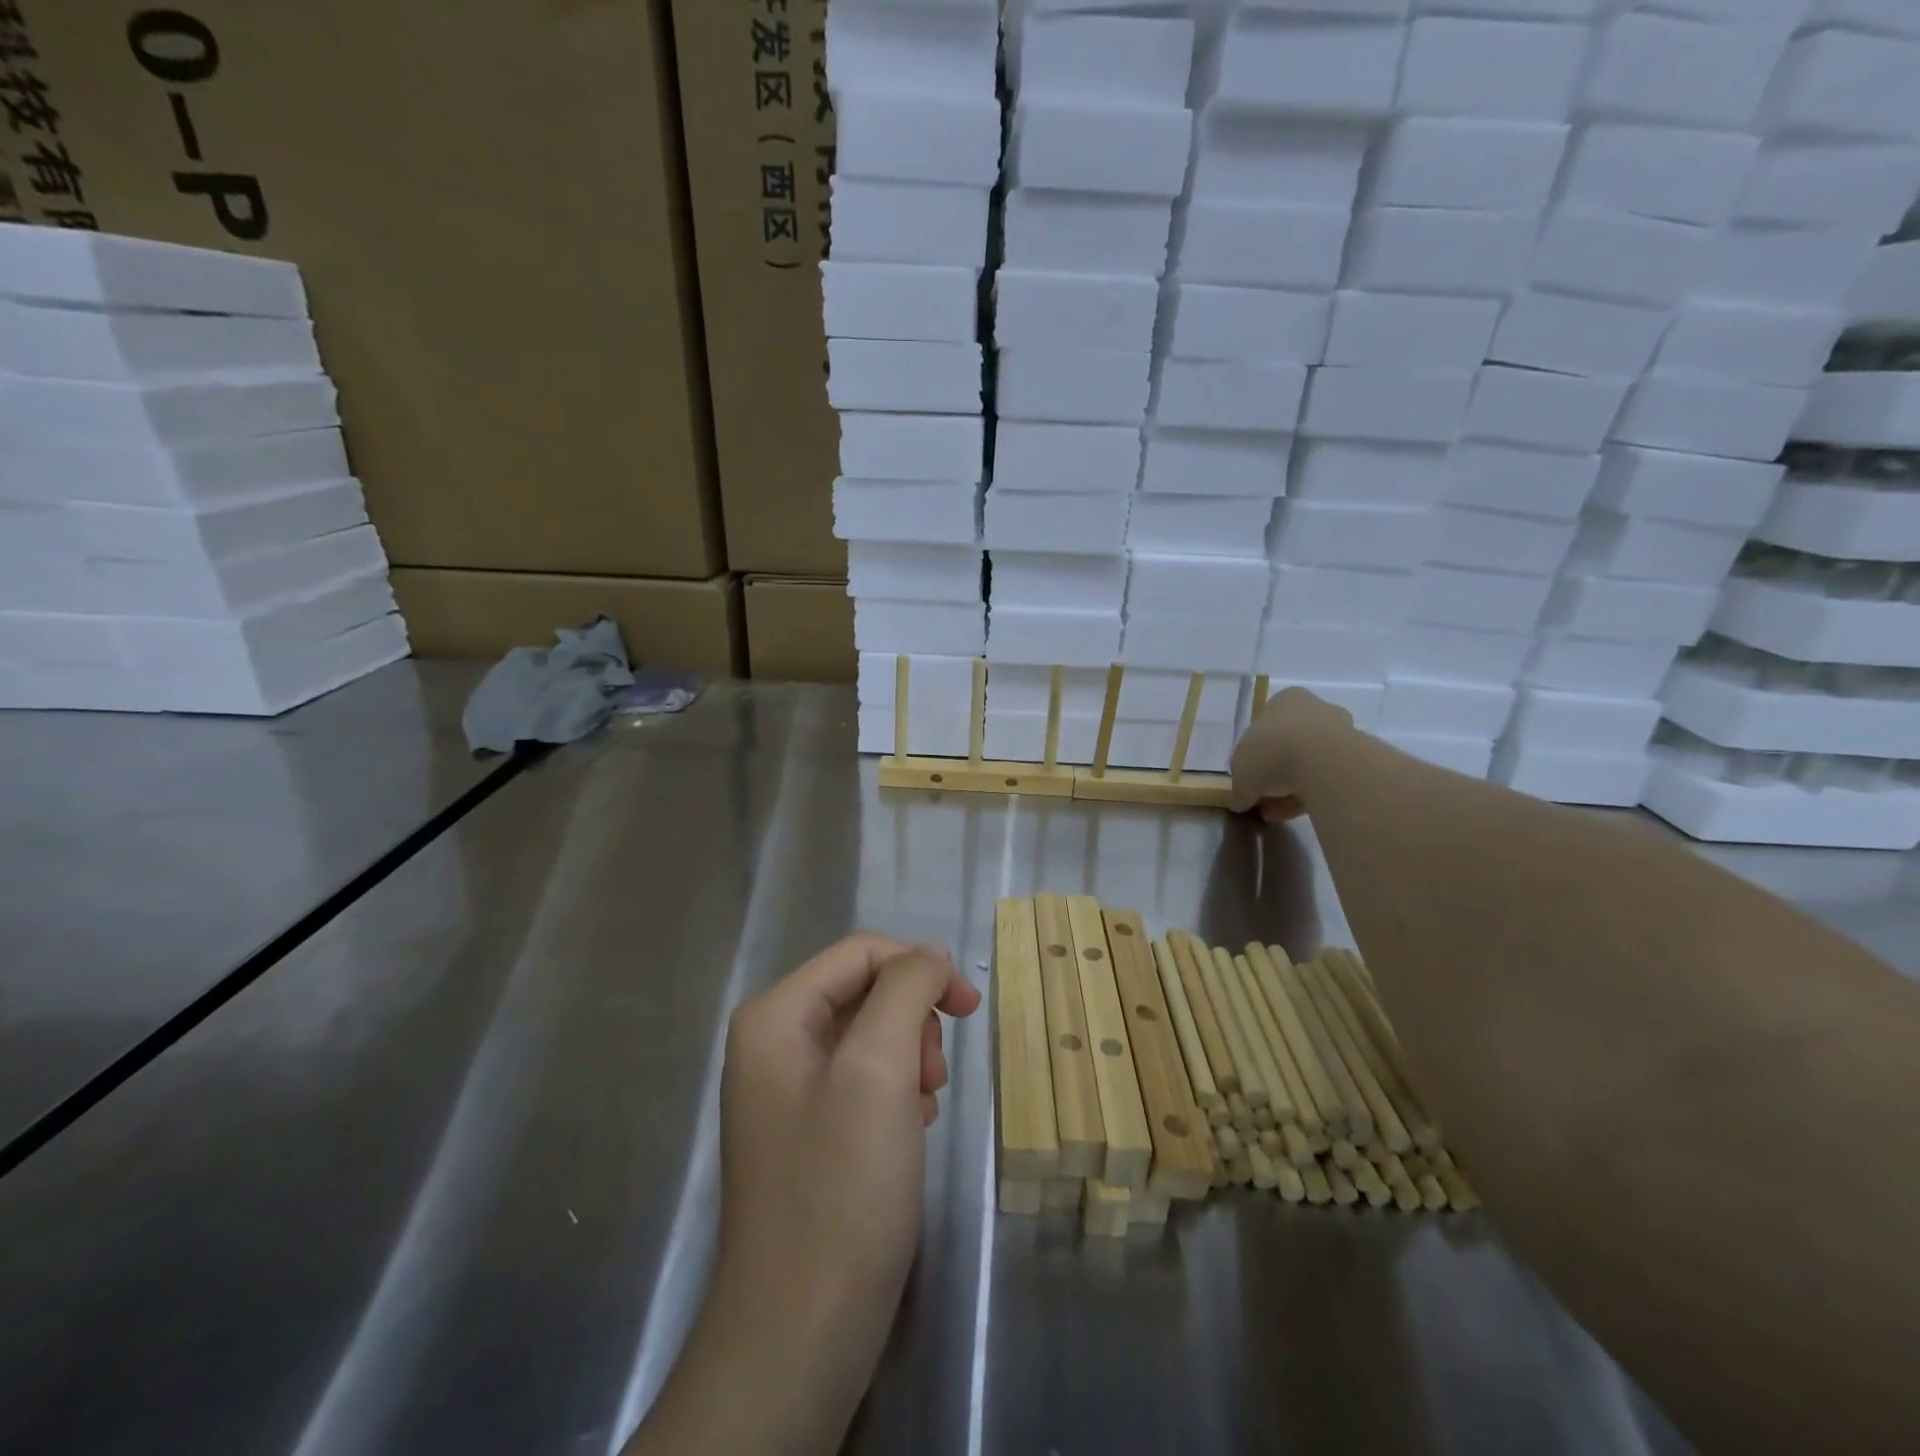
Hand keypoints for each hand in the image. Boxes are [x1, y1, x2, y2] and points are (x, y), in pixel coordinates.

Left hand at [718, 934, 980, 1317]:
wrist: (802, 1330)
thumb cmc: (841, 1187)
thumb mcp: (879, 1068)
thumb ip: (905, 990)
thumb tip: (929, 953)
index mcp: (774, 1016)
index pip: (861, 952)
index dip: (919, 968)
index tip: (969, 1010)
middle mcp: (773, 1042)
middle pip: (865, 992)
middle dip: (912, 1023)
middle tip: (931, 1077)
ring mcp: (788, 1090)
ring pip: (872, 1036)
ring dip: (910, 1060)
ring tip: (922, 1109)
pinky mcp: (809, 1130)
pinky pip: (864, 1080)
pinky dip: (896, 1094)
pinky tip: (910, 1132)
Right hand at [1230, 686, 1355, 819]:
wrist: (1324, 762)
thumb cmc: (1272, 751)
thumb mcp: (1240, 770)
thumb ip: (1239, 785)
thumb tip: (1240, 800)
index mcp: (1284, 701)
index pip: (1265, 726)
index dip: (1254, 755)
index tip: (1249, 778)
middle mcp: (1314, 709)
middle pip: (1289, 745)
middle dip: (1274, 775)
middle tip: (1262, 799)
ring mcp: (1341, 732)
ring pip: (1310, 764)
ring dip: (1291, 789)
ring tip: (1276, 815)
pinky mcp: (1358, 758)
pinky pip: (1328, 779)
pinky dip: (1311, 796)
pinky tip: (1295, 815)